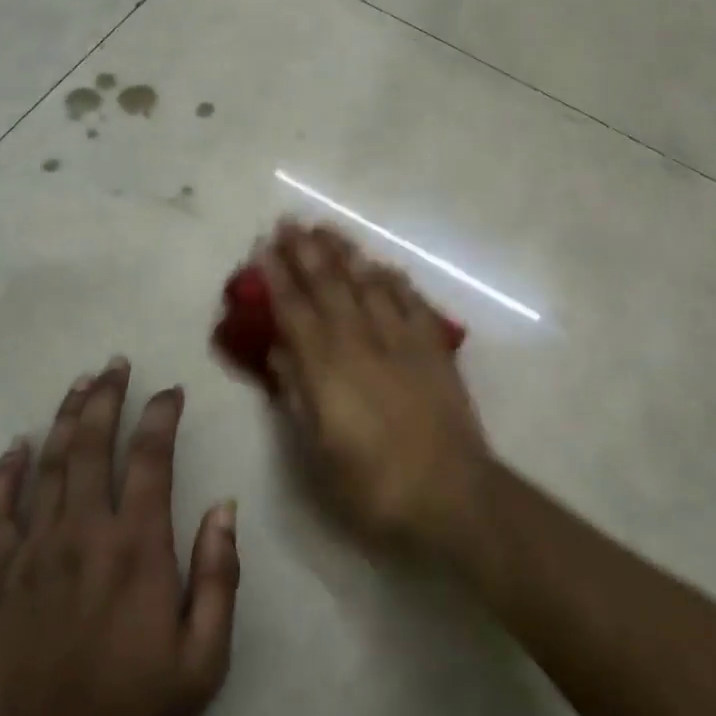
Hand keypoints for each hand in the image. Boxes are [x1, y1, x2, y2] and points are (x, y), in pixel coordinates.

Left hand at [0, 358, 239, 715]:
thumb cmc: (135, 710)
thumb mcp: (205, 658)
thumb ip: (219, 576)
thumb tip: (225, 507)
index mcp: (137, 547)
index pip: (150, 459)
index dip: (160, 416)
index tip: (171, 390)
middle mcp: (84, 534)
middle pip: (92, 446)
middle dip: (106, 398)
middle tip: (115, 364)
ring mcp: (35, 553)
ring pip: (48, 467)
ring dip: (65, 419)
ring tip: (79, 384)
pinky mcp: (0, 580)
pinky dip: (2, 477)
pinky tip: (13, 448)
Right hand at [260, 223, 487, 546]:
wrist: (451, 493)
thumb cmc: (373, 485)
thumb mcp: (318, 452)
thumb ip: (296, 394)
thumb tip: (278, 351)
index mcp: (327, 367)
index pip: (295, 311)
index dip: (278, 278)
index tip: (264, 248)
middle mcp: (361, 341)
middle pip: (330, 285)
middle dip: (307, 251)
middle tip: (291, 222)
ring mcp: (401, 340)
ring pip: (368, 283)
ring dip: (347, 254)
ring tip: (328, 229)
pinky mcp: (433, 347)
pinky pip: (411, 300)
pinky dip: (394, 280)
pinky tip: (384, 266)